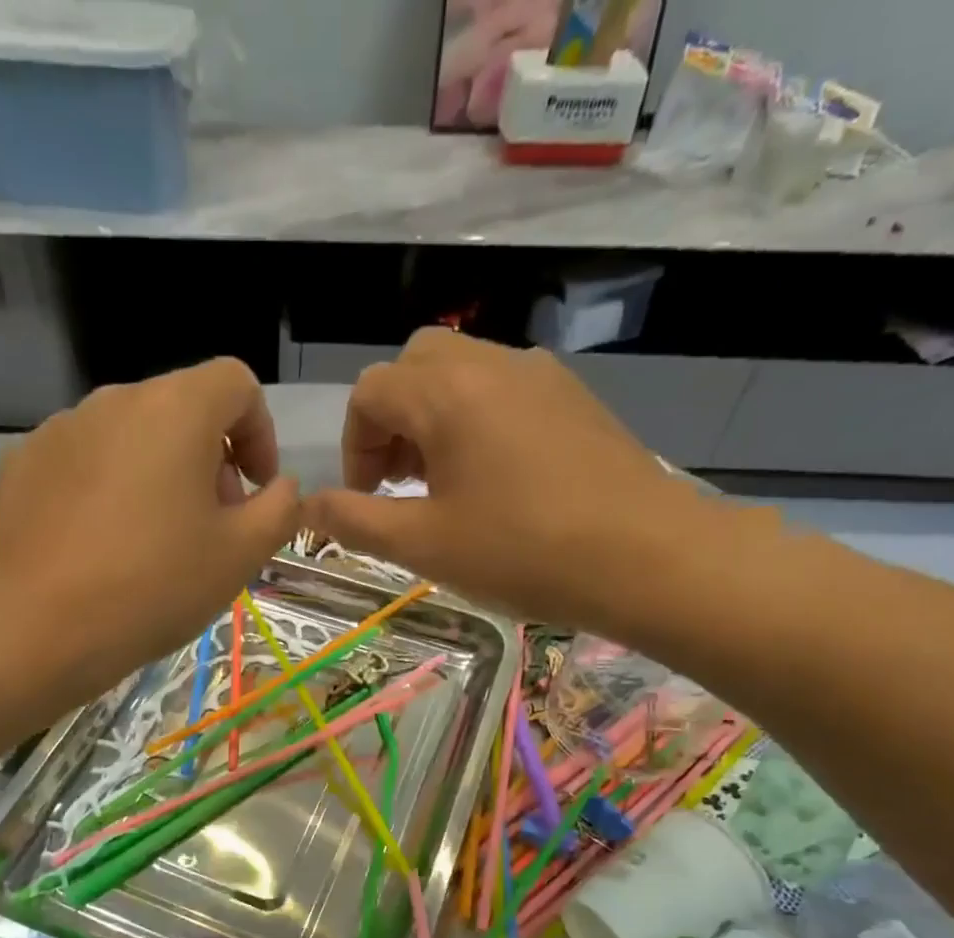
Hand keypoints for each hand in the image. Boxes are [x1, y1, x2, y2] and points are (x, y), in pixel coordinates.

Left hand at [0, 359, 298, 692]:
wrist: (41, 627)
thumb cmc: (155, 586)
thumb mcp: (241, 556)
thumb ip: (279, 509)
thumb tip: (279, 487)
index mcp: (175, 409)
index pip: (236, 383)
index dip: (261, 432)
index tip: (255, 489)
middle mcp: (114, 400)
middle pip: (181, 408)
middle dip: (209, 458)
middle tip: (210, 524)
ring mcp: (60, 429)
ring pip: (129, 435)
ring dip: (157, 472)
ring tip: (152, 539)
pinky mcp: (22, 463)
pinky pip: (83, 461)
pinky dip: (106, 487)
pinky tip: (99, 544)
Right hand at [301, 330, 716, 630]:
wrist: (645, 557)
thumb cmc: (521, 552)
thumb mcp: (423, 546)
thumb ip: (356, 521)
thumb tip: (308, 507)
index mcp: (446, 393)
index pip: (371, 393)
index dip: (354, 448)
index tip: (368, 501)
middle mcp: (491, 364)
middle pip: (416, 366)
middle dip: (392, 422)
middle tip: (400, 484)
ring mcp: (540, 376)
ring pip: (463, 374)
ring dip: (434, 420)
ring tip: (444, 488)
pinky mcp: (574, 399)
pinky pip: (505, 391)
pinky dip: (478, 422)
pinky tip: (496, 483)